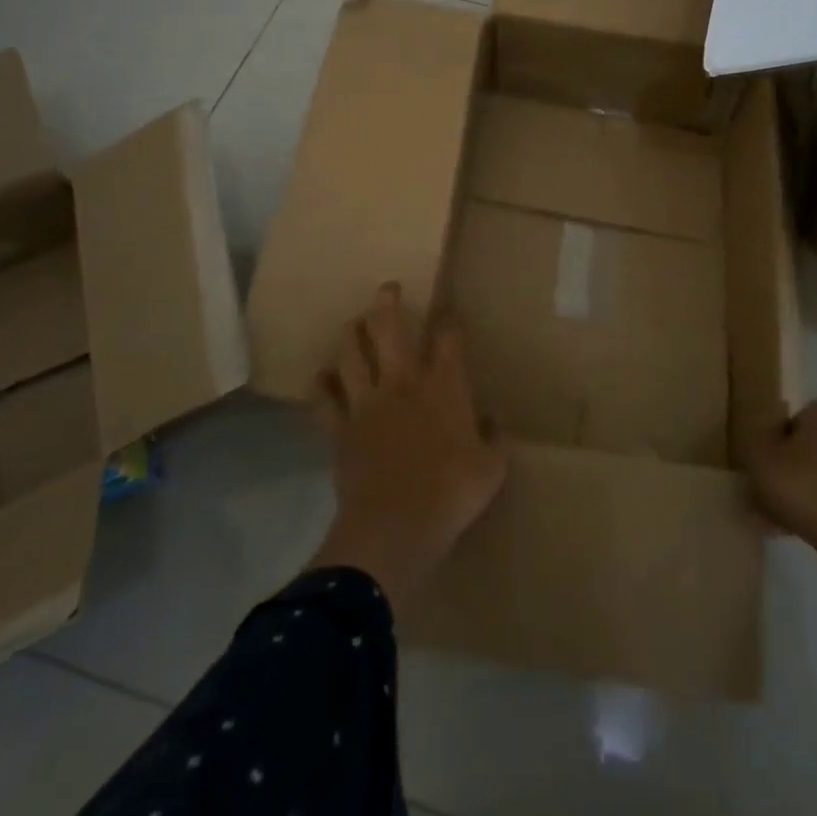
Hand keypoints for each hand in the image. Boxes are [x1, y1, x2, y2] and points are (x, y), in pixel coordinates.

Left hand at [308, 283, 507, 605]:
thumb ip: (495, 441)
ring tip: (353, 323)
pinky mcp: (340, 429)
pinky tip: (321, 376)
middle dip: (387, 302)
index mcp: (444, 386)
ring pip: (351, 353)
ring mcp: (366, 403)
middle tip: (387, 288)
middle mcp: (402, 382)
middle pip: (389, 328)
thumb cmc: (452, 493)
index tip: (449, 311)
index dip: (449, 320)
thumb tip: (494, 425)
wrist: (394, 527)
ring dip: (351, 334)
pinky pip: (324, 399)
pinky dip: (321, 384)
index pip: (448, 338)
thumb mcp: (492, 469)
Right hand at [745, 400, 816, 550]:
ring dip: (816, 489)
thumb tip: (766, 435)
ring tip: (790, 520)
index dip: (778, 443)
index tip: (767, 467)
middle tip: (777, 494)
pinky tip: (813, 531)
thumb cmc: (804, 486)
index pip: (796, 419)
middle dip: (799, 467)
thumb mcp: (760, 456)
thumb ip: (758, 439)